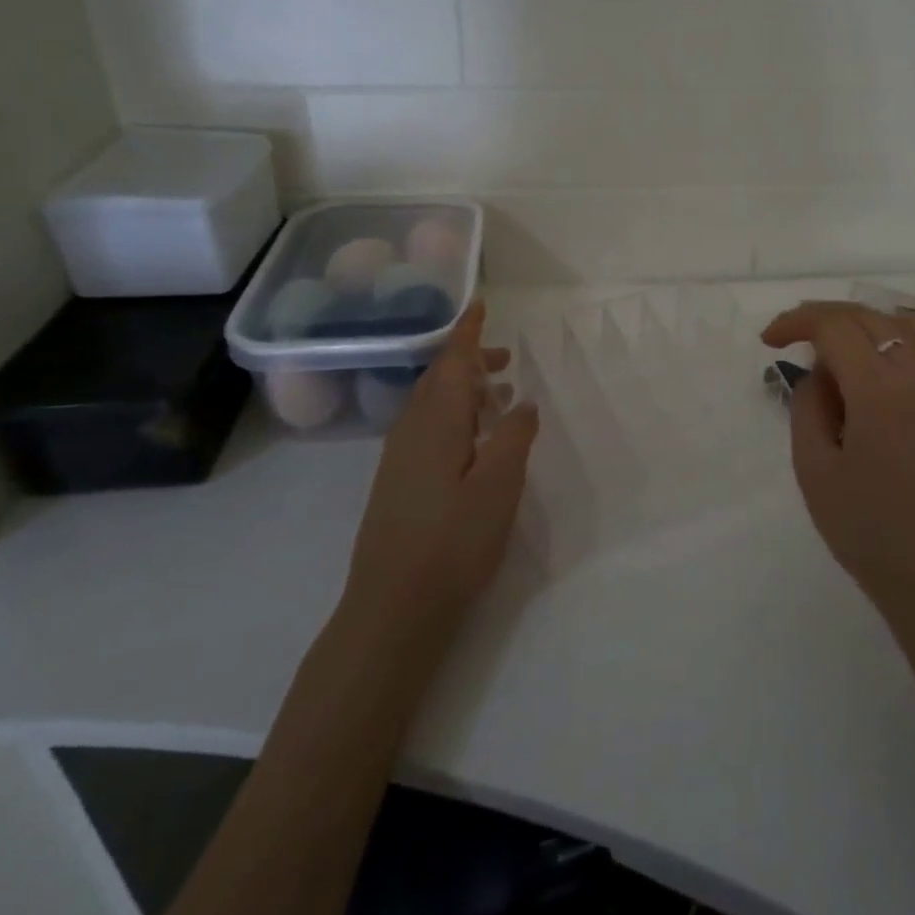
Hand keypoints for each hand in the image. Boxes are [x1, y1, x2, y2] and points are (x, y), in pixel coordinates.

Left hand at [339, 301, 538, 658]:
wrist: (392, 609)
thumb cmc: (452, 542)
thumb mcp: (498, 486)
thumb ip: (513, 437)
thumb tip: (522, 401)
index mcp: (434, 422)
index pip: (451, 362)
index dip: (467, 333)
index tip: (481, 305)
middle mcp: (410, 431)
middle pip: (438, 380)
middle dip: (469, 362)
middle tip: (505, 360)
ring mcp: (398, 459)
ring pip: (431, 406)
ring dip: (464, 392)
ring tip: (498, 397)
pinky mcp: (397, 483)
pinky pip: (427, 429)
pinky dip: (454, 417)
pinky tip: (473, 441)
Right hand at [762, 302, 914, 620]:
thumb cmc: (865, 527)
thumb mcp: (813, 468)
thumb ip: (808, 406)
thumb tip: (817, 372)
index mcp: (878, 391)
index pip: (834, 328)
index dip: (796, 322)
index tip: (769, 341)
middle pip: (867, 317)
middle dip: (823, 317)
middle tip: (790, 336)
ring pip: (899, 325)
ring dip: (859, 323)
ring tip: (828, 343)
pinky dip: (892, 336)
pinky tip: (873, 357)